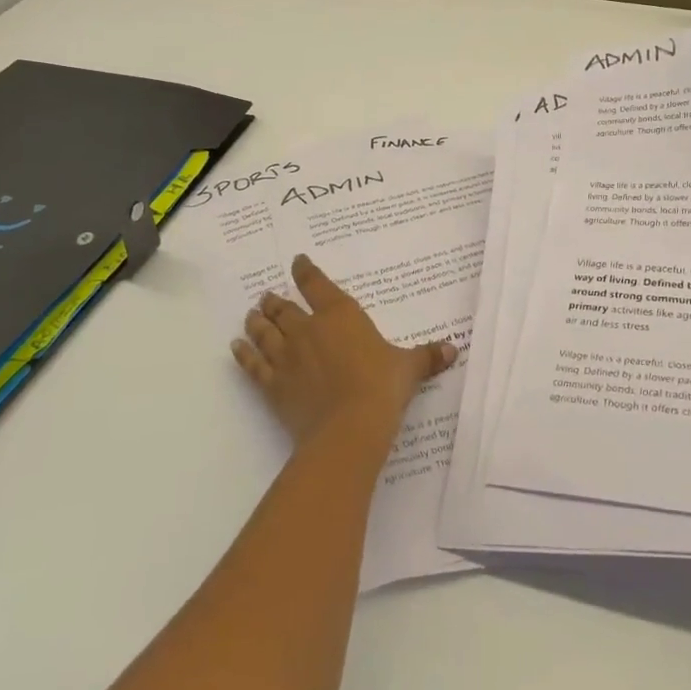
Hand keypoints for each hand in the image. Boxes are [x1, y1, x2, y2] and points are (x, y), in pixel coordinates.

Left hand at [231, 254, 457, 445]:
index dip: (305, 271)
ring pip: (265, 332)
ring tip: (250, 315)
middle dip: (275, 300)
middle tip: (266, 296)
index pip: (317, 285)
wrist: (349, 427)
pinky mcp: (274, 386)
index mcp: (340, 315)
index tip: (296, 262)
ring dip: (256, 322)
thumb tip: (454, 350)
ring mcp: (287, 357)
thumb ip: (427, 356)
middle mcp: (308, 329)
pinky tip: (236, 348)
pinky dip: (243, 355)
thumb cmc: (382, 386)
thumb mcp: (409, 368)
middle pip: (284, 308)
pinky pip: (254, 366)